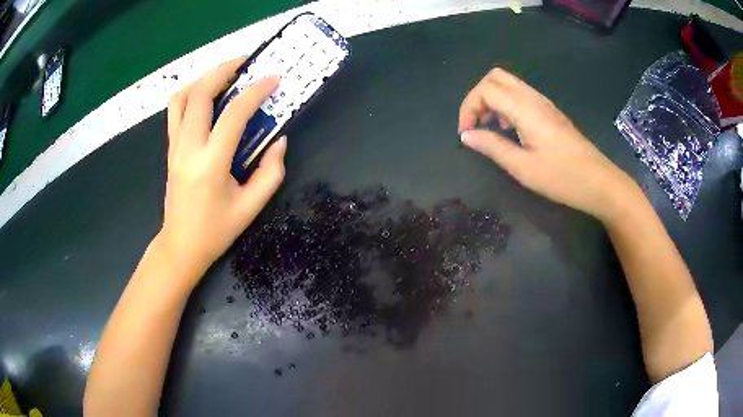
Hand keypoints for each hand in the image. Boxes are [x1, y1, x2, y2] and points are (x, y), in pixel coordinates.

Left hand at [158, 58, 285, 285]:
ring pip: (181, 98)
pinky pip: (176, 111)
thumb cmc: (216, 231)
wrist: (181, 246)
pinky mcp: (171, 149)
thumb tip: (280, 140)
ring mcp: (175, 147)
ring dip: (203, 79)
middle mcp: (188, 148)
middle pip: (200, 94)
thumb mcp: (251, 207)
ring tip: (224, 75)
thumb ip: (271, 172)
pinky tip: (207, 95)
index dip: (256, 91)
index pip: (233, 114)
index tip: (274, 79)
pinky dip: (191, 94)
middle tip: (246, 62)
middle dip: (224, 70)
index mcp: (210, 164)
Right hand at [458, 68, 636, 220]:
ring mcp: (543, 103)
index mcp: (525, 108)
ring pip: (508, 84)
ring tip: (492, 130)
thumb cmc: (562, 177)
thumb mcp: (523, 167)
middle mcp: (533, 98)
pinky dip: (506, 106)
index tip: (466, 133)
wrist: (598, 182)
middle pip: (495, 77)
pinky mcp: (549, 112)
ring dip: (492, 101)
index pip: (486, 89)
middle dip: (478, 97)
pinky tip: (511, 131)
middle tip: (476, 125)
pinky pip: (520, 96)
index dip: (469, 107)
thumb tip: (466, 135)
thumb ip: (492, 147)